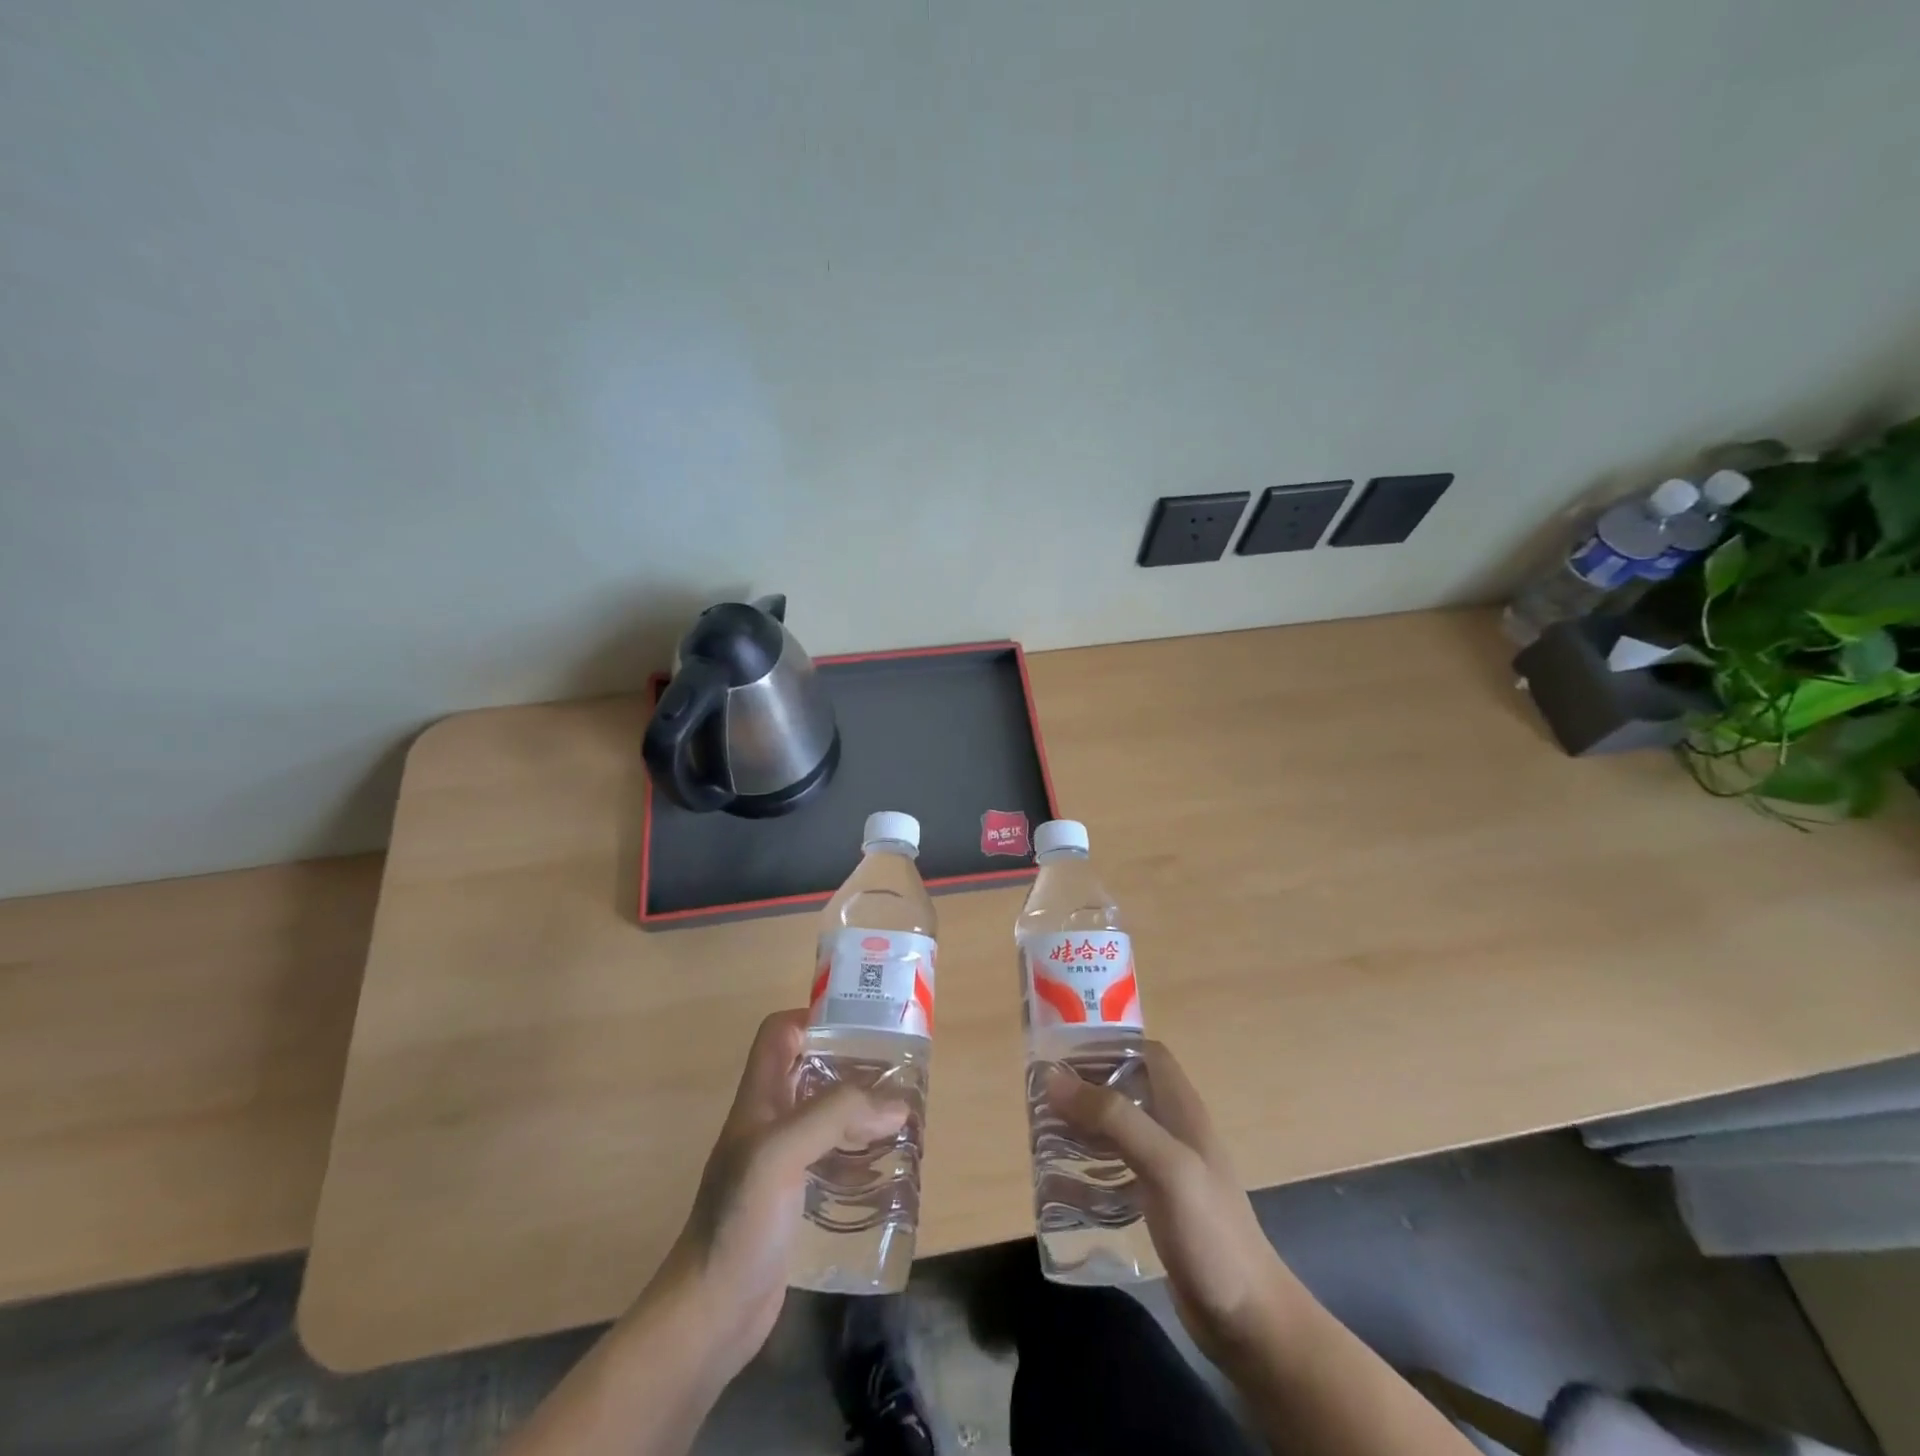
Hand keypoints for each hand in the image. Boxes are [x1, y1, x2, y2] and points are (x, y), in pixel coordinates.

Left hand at [657, 1009, 907, 1377]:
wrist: (710, 1314)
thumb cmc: (740, 1220)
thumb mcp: (783, 1152)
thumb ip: (837, 1115)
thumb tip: (897, 1104)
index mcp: (758, 1099)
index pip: (779, 1034)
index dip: (813, 1017)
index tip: (859, 1024)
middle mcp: (768, 1122)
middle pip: (810, 1072)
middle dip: (851, 1066)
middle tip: (896, 1073)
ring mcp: (779, 1164)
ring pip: (825, 1117)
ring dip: (860, 1112)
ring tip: (901, 1116)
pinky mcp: (792, 1201)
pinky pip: (831, 1161)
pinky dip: (858, 1155)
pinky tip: (885, 1168)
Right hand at [1045, 1042, 1290, 1370]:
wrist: (1248, 1320)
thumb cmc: (1210, 1232)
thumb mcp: (1164, 1164)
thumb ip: (1114, 1117)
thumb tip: (1054, 1078)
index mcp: (1182, 1110)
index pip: (1146, 1054)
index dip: (1108, 1047)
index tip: (1064, 1058)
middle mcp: (1174, 1132)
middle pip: (1126, 1090)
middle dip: (1085, 1089)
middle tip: (1043, 1101)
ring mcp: (1167, 1171)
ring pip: (1118, 1132)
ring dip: (1082, 1129)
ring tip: (1043, 1137)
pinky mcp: (1158, 1207)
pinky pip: (1115, 1176)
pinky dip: (1088, 1175)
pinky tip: (1061, 1188)